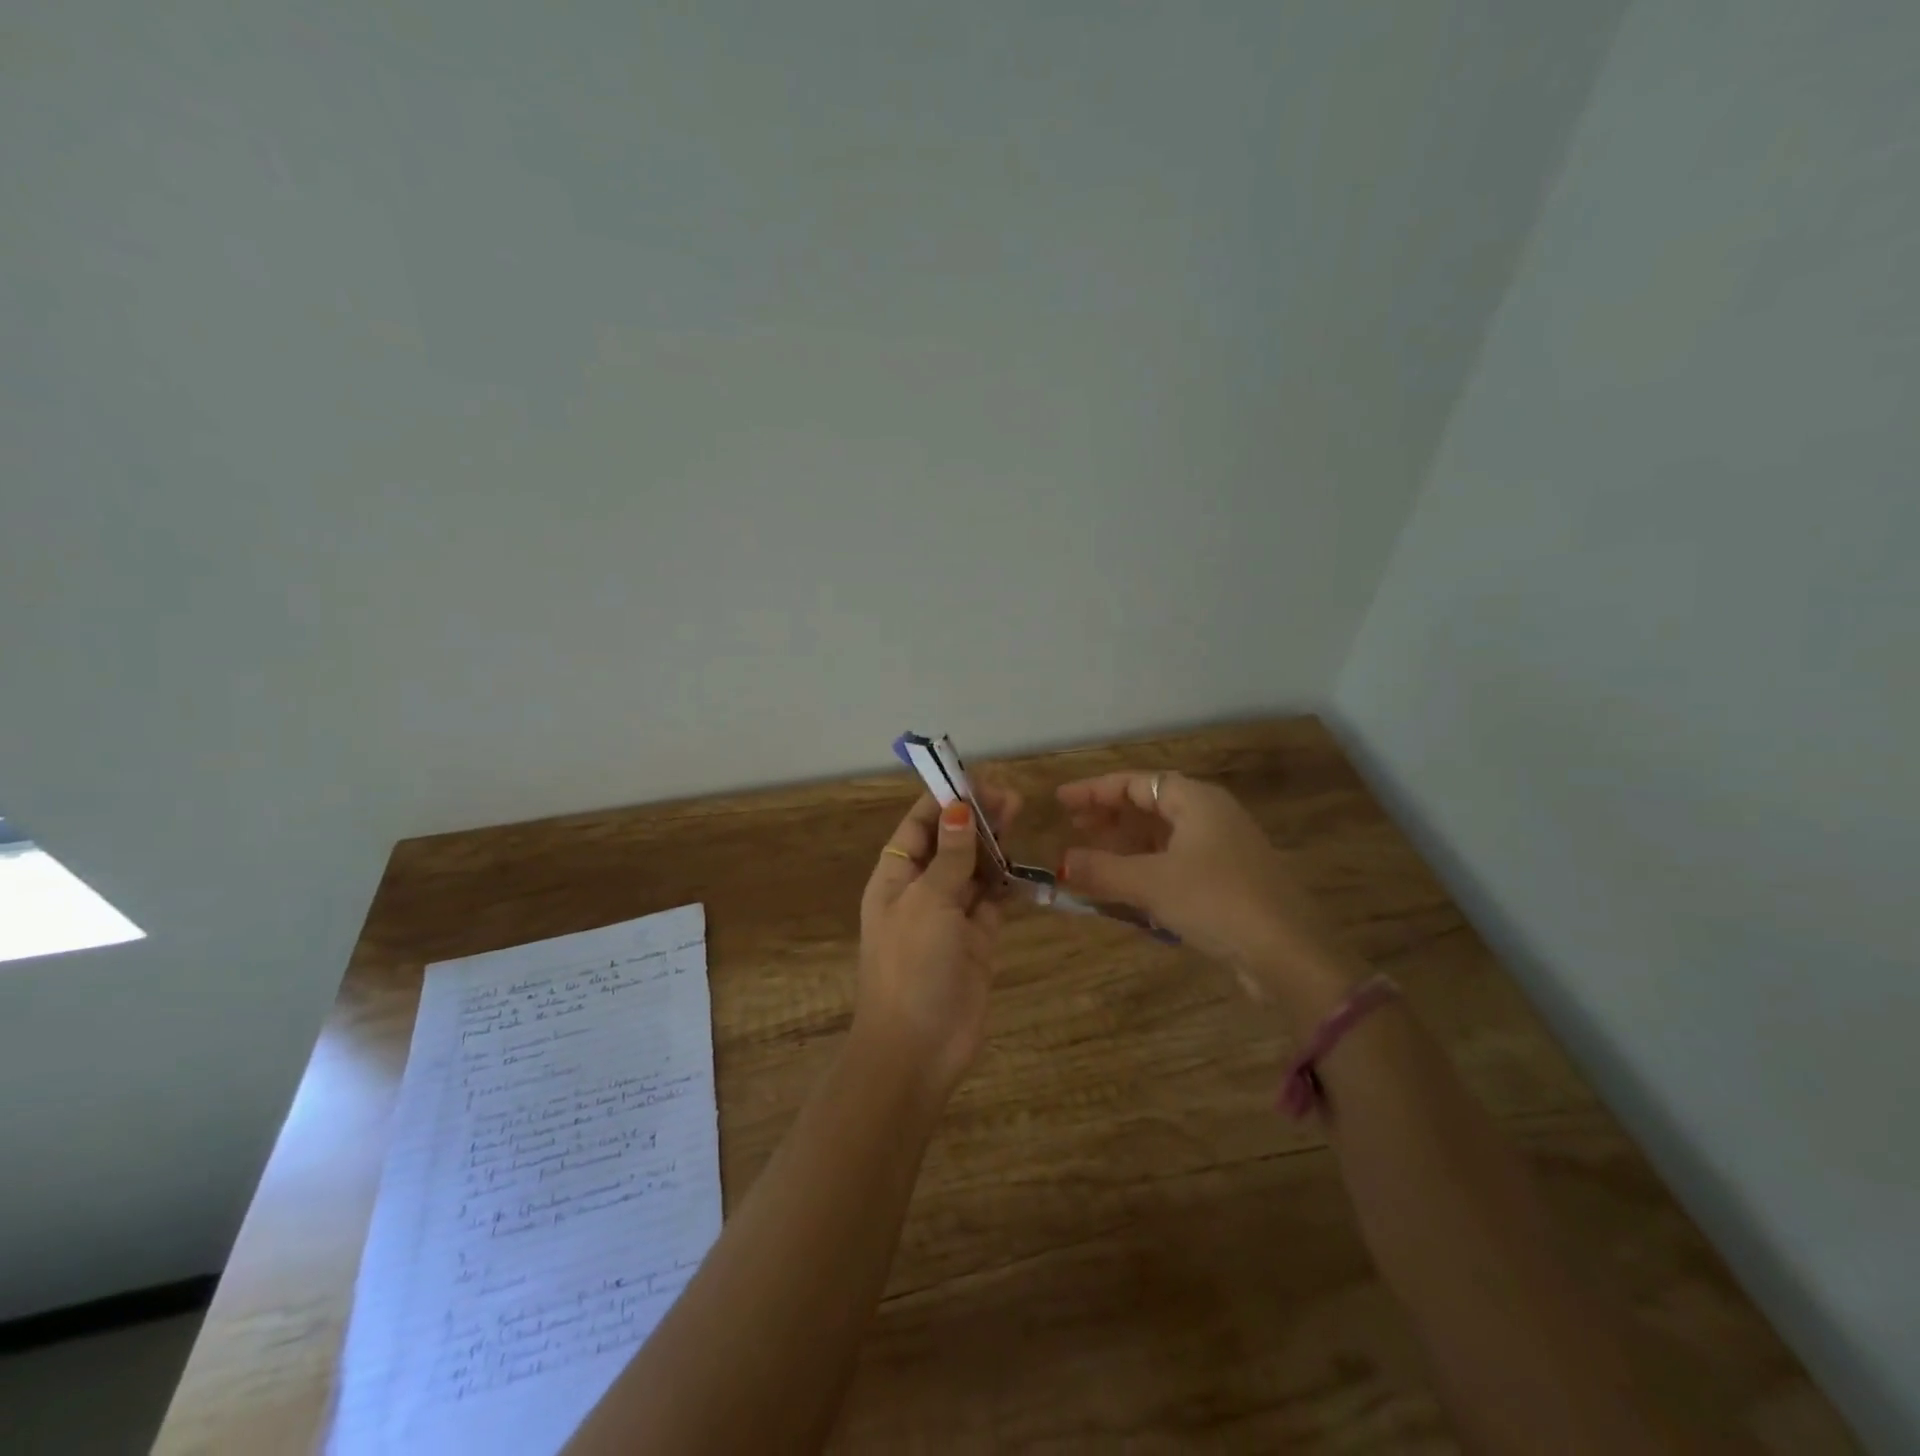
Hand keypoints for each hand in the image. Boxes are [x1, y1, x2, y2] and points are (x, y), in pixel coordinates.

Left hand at [856, 785, 1021, 1096]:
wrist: (918, 1048)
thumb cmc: (912, 966)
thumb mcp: (928, 903)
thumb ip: (948, 856)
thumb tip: (957, 808)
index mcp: (896, 877)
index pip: (919, 825)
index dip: (945, 799)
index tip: (976, 778)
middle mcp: (922, 890)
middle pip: (950, 841)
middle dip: (976, 817)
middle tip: (1011, 797)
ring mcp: (951, 915)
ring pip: (974, 868)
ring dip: (994, 844)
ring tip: (1019, 815)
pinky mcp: (978, 939)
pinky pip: (994, 900)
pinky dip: (1007, 881)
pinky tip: (1024, 864)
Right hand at [1058, 771, 1359, 1019]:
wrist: (1288, 954)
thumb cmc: (1216, 902)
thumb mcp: (1151, 884)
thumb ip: (1102, 870)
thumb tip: (1061, 863)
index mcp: (1196, 801)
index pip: (1136, 782)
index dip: (1094, 790)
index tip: (1061, 801)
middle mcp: (1212, 816)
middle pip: (1150, 804)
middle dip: (1109, 815)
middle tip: (1072, 827)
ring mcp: (1224, 849)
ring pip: (1163, 835)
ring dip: (1126, 843)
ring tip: (1091, 856)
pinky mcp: (1229, 880)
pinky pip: (1176, 861)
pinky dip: (1146, 867)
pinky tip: (1127, 886)